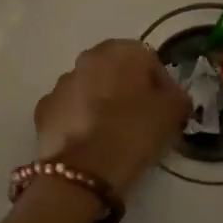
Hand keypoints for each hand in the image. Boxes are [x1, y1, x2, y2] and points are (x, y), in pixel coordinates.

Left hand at [33, 39, 188, 195]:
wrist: (82, 171)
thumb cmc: (133, 133)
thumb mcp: (172, 113)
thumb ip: (178, 97)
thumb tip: (174, 97)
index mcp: (121, 51)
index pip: (150, 61)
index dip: (162, 86)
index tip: (167, 111)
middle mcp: (88, 58)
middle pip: (117, 71)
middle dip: (129, 90)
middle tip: (141, 120)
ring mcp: (62, 82)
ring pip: (91, 88)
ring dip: (102, 103)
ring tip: (113, 134)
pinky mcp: (45, 108)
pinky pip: (70, 109)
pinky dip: (79, 120)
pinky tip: (89, 142)